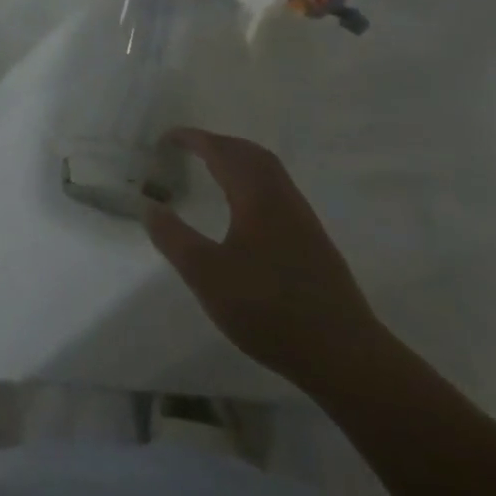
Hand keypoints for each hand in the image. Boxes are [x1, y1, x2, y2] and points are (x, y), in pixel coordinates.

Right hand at [146, 129, 387, 392]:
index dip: (193, 139)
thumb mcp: (207, 276)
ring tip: (211, 171)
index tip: (166, 139)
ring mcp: (303, 221)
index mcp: (257, 198)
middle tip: (188, 148)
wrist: (345, 357)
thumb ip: (174, 238)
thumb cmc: (269, 310)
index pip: (222, 152)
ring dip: (238, 161)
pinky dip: (252, 182)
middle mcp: (283, 200)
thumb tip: (150, 207)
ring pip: (269, 173)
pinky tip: (243, 211)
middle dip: (218, 144)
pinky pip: (277, 193)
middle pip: (251, 154)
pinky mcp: (313, 244)